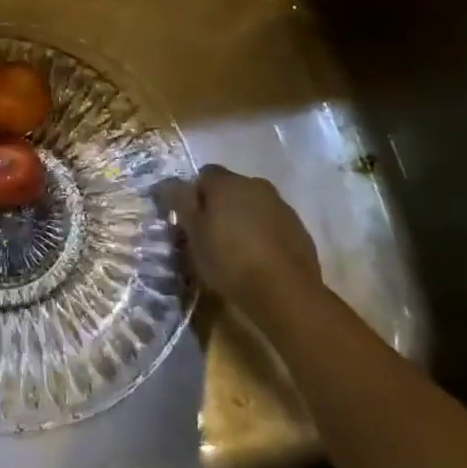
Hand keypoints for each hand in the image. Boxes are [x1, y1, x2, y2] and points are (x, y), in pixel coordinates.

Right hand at [158, 165, 319, 306]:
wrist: (286, 292)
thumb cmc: (230, 259)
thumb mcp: (193, 232)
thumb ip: (179, 201)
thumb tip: (167, 182)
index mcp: (227, 182)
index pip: (203, 175)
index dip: (193, 195)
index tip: (188, 220)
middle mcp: (256, 185)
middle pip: (230, 189)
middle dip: (218, 206)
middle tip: (208, 236)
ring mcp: (281, 206)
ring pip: (252, 206)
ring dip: (241, 219)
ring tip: (234, 250)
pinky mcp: (299, 230)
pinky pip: (271, 224)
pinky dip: (261, 234)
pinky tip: (257, 259)